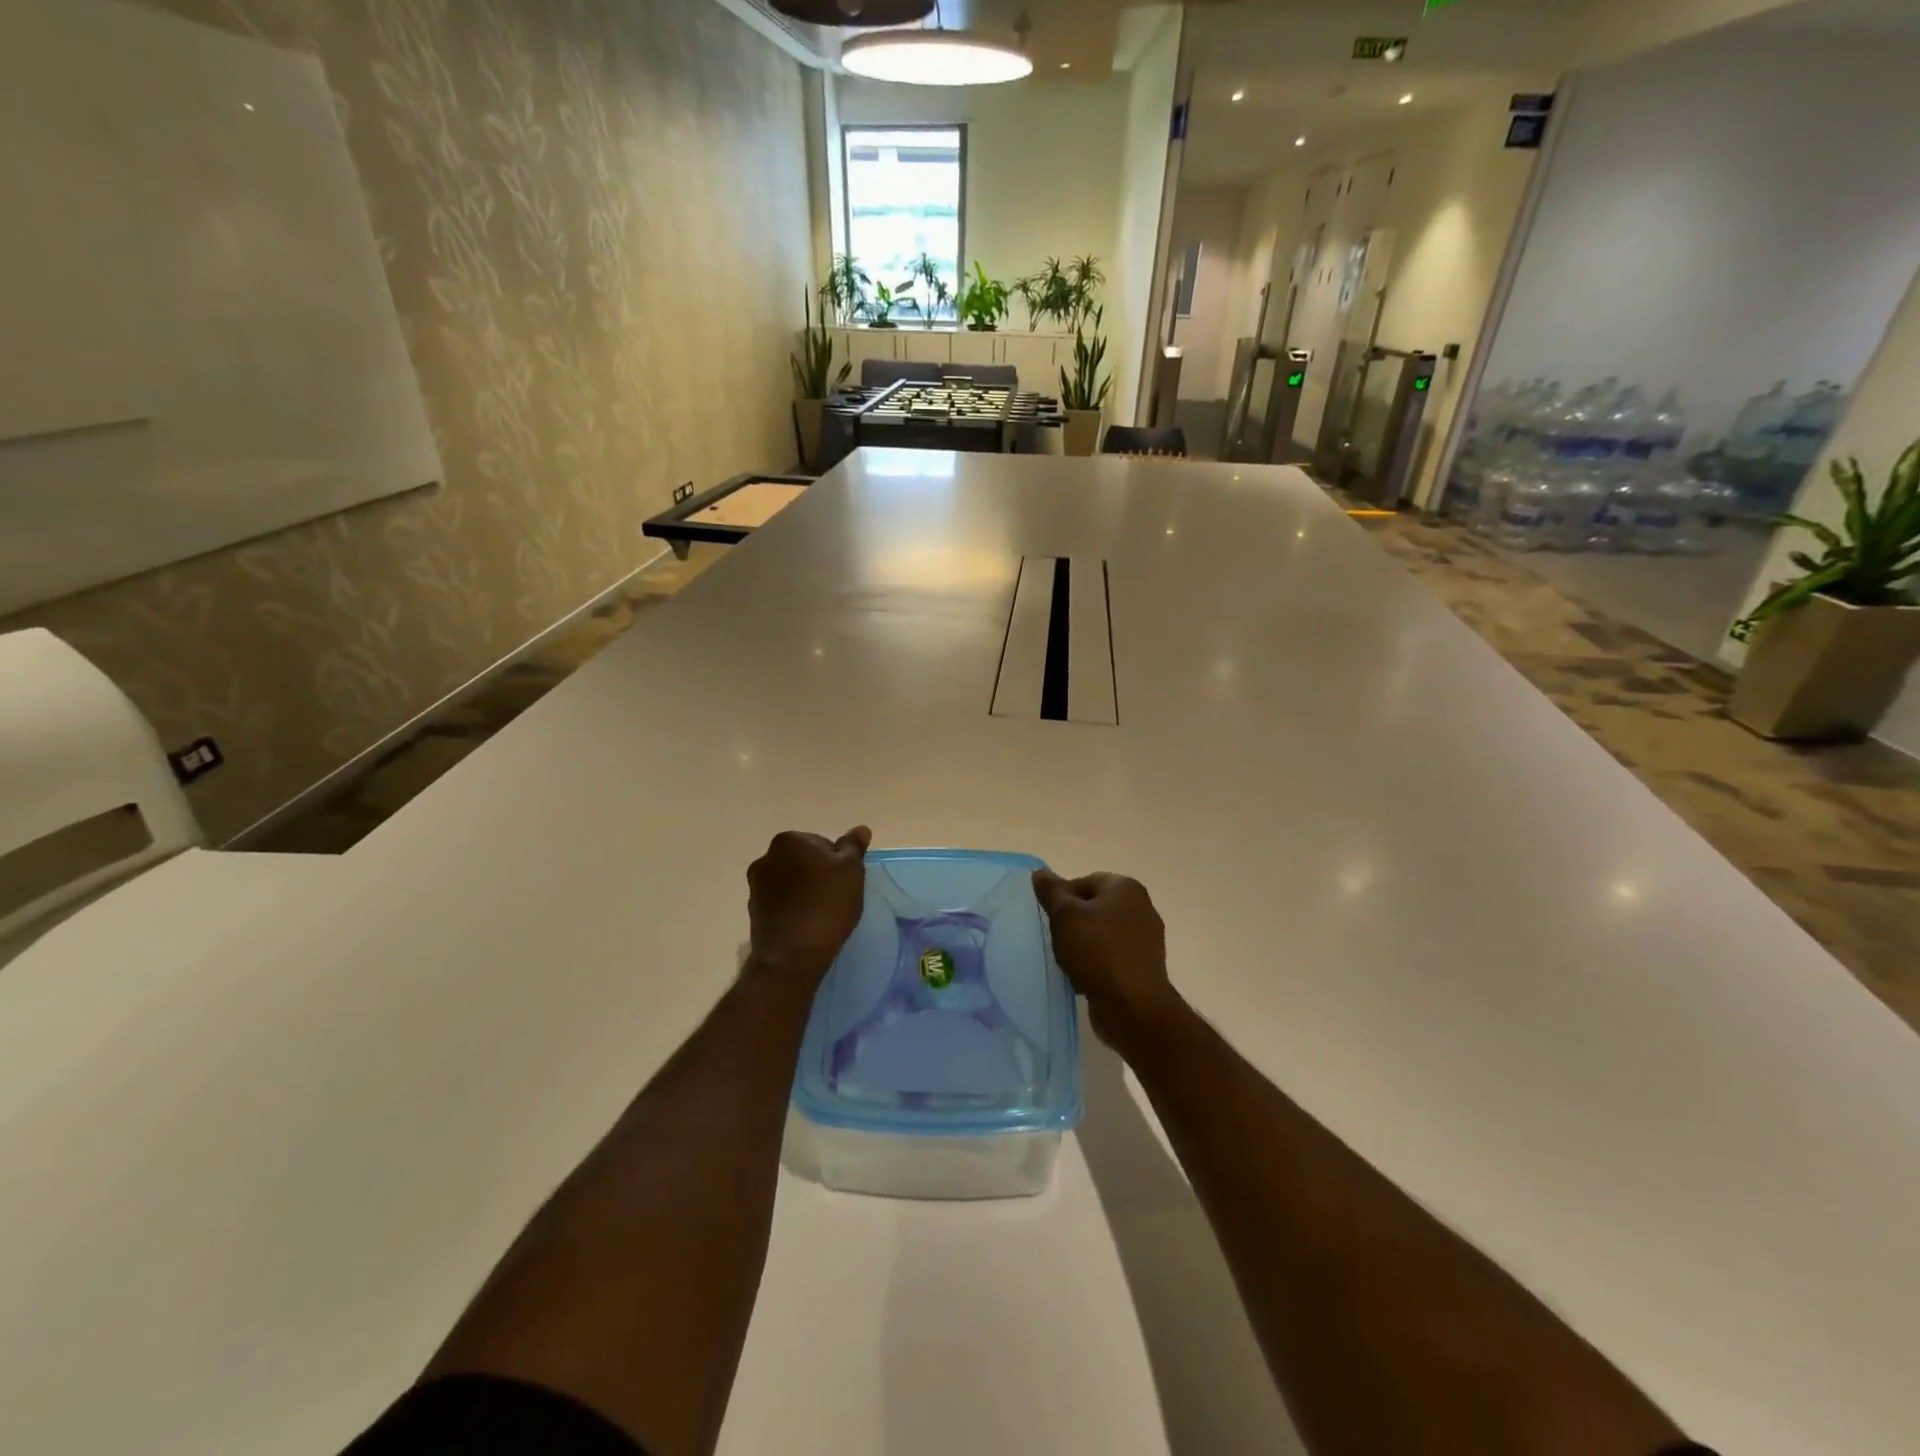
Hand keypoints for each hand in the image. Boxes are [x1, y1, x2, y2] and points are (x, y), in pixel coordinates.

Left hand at [747, 826, 871, 987]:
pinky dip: (791, 907)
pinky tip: (805, 924)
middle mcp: (766, 857)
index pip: (821, 843)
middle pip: (802, 860)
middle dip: (817, 873)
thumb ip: (854, 847)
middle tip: (836, 896)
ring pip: (790, 881)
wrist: (792, 954)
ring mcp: (756, 885)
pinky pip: (780, 901)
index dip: (837, 862)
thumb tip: (860, 829)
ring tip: (820, 913)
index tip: (844, 882)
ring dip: (803, 890)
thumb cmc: (827, 904)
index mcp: (789, 841)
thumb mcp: (852, 871)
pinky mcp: (753, 910)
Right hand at [1033, 869, 1179, 1051]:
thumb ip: (1052, 891)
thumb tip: (1040, 872)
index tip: (1049, 918)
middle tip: (1056, 939)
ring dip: (1084, 945)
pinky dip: (1097, 964)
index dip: (1062, 898)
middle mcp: (1142, 907)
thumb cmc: (1097, 951)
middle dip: (1073, 922)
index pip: (1085, 881)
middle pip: (1095, 907)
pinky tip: (1083, 978)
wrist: (1132, 1006)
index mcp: (1125, 888)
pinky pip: (1113, 957)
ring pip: (1103, 934)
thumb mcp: (1065, 915)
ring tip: (1067, 961)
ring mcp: (1147, 939)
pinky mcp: (1144, 967)